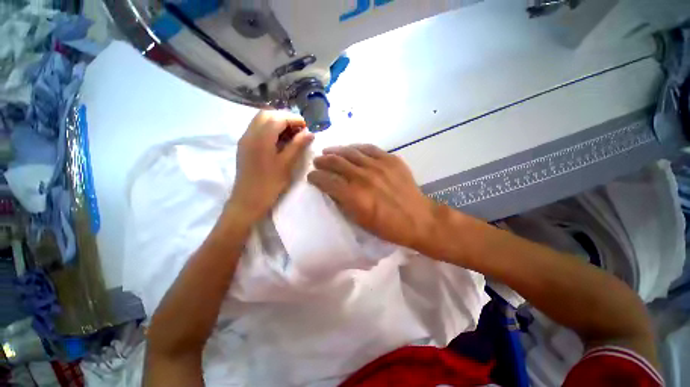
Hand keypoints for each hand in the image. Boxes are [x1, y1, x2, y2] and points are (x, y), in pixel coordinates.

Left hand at [229, 110, 313, 221]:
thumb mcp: (286, 164)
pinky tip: (280, 141)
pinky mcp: (245, 145)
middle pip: (267, 114)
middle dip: (285, 118)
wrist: (248, 200)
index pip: (278, 117)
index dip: (293, 119)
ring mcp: (245, 139)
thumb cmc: (269, 184)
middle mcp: (250, 133)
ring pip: (261, 120)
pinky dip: (270, 129)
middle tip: (299, 130)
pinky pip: (257, 129)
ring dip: (277, 122)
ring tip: (292, 135)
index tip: (306, 127)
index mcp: (261, 138)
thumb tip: (310, 133)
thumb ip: (298, 145)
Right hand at [307, 144, 437, 249]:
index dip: (315, 177)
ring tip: (328, 151)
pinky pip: (369, 148)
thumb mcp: (360, 222)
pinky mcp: (390, 160)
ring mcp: (378, 165)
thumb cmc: (388, 226)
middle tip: (317, 161)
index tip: (311, 176)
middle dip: (322, 161)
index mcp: (354, 196)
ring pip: (350, 152)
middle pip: (336, 162)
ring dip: (336, 151)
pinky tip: (351, 149)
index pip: (327, 181)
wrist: (418, 219)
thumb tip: (333, 190)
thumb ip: (344, 203)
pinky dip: (357, 148)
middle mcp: (363, 177)